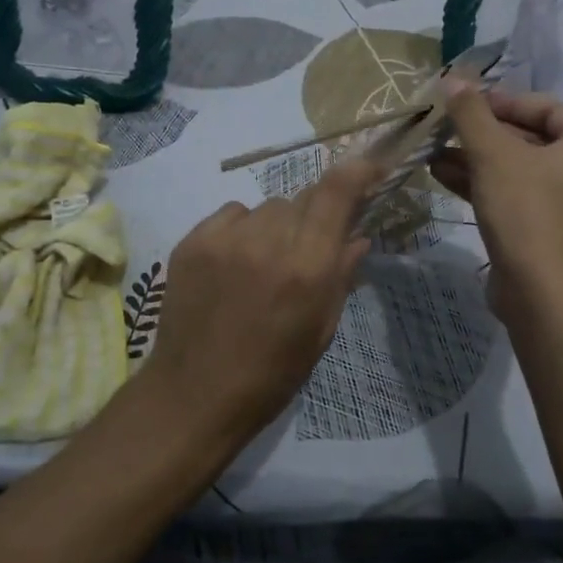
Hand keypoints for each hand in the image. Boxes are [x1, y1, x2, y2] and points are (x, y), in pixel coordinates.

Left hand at [143, 158, 380, 445]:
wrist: (194, 395)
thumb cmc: (271, 374)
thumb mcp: (320, 330)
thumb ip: (341, 275)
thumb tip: (358, 236)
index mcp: (306, 268)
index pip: (336, 192)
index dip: (357, 170)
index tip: (370, 167)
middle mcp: (267, 241)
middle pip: (302, 199)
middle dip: (314, 217)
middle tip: (307, 250)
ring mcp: (224, 238)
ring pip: (267, 208)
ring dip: (277, 226)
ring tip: (264, 264)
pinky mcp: (191, 241)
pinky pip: (231, 215)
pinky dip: (242, 230)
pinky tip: (235, 263)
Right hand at [432, 85, 562, 305]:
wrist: (542, 292)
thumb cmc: (526, 210)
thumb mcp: (493, 154)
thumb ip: (472, 114)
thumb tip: (453, 78)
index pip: (544, 107)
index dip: (500, 101)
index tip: (462, 102)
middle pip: (529, 139)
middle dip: (482, 134)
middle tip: (444, 126)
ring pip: (517, 170)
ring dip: (475, 160)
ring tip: (433, 151)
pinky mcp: (549, 231)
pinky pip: (515, 196)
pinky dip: (484, 185)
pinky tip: (442, 176)